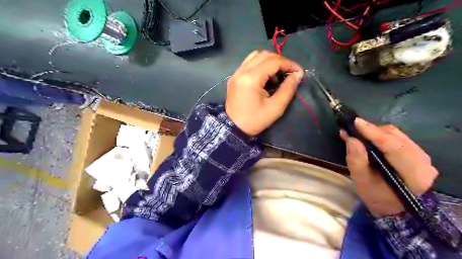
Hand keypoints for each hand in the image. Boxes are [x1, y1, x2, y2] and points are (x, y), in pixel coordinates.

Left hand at [226, 50, 305, 135]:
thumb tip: (298, 74)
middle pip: (265, 55)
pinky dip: (261, 64)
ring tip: (278, 74)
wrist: (233, 128)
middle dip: (281, 61)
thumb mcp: (275, 107)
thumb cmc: (255, 120)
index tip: (299, 72)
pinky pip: (249, 62)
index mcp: (251, 78)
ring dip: (270, 60)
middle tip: (290, 72)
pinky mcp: (234, 76)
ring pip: (256, 56)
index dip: (289, 64)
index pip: (273, 61)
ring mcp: (236, 73)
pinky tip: (266, 76)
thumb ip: (288, 89)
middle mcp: (242, 71)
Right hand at [341, 119, 437, 215]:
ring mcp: (422, 156)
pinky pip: (397, 137)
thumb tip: (351, 138)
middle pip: (395, 136)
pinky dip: (380, 135)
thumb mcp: (361, 181)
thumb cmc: (376, 196)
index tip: (355, 122)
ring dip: (375, 132)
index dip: (373, 133)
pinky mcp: (416, 152)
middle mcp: (422, 161)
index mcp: (412, 173)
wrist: (393, 207)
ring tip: (357, 133)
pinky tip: (368, 138)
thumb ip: (356, 160)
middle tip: (351, 130)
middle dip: (371, 131)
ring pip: (396, 134)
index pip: (393, 146)